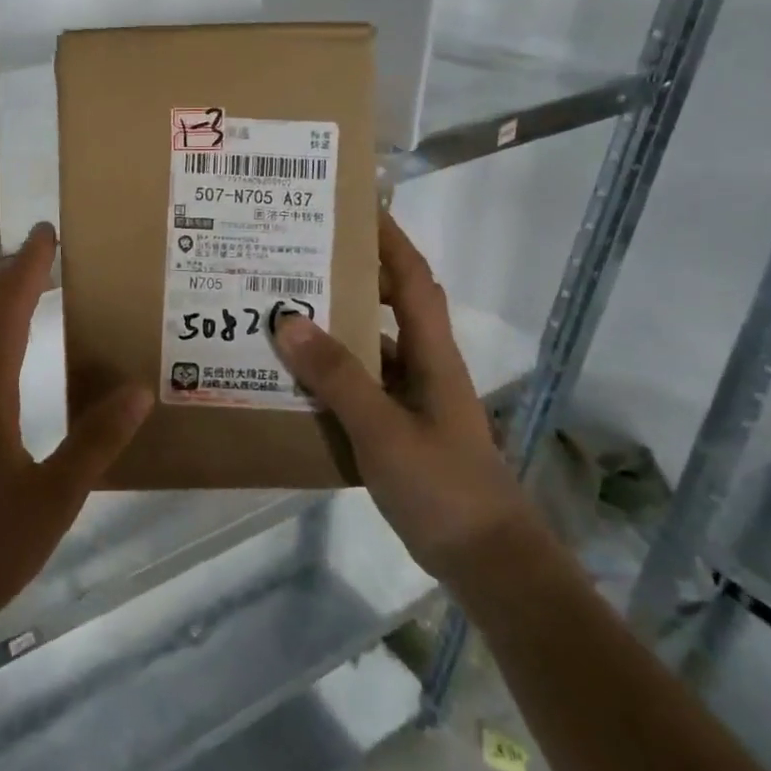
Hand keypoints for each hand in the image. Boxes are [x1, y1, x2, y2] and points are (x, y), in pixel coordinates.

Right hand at [272, 210, 535, 581]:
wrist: (488, 562)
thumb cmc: (443, 487)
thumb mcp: (383, 429)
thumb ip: (337, 377)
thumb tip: (288, 319)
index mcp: (431, 355)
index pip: (411, 279)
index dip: (389, 239)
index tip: (355, 208)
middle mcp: (424, 368)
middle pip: (388, 306)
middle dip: (350, 278)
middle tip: (297, 261)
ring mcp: (413, 401)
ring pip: (370, 350)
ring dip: (335, 331)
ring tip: (282, 315)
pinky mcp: (401, 430)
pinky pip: (361, 388)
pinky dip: (332, 377)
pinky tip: (295, 383)